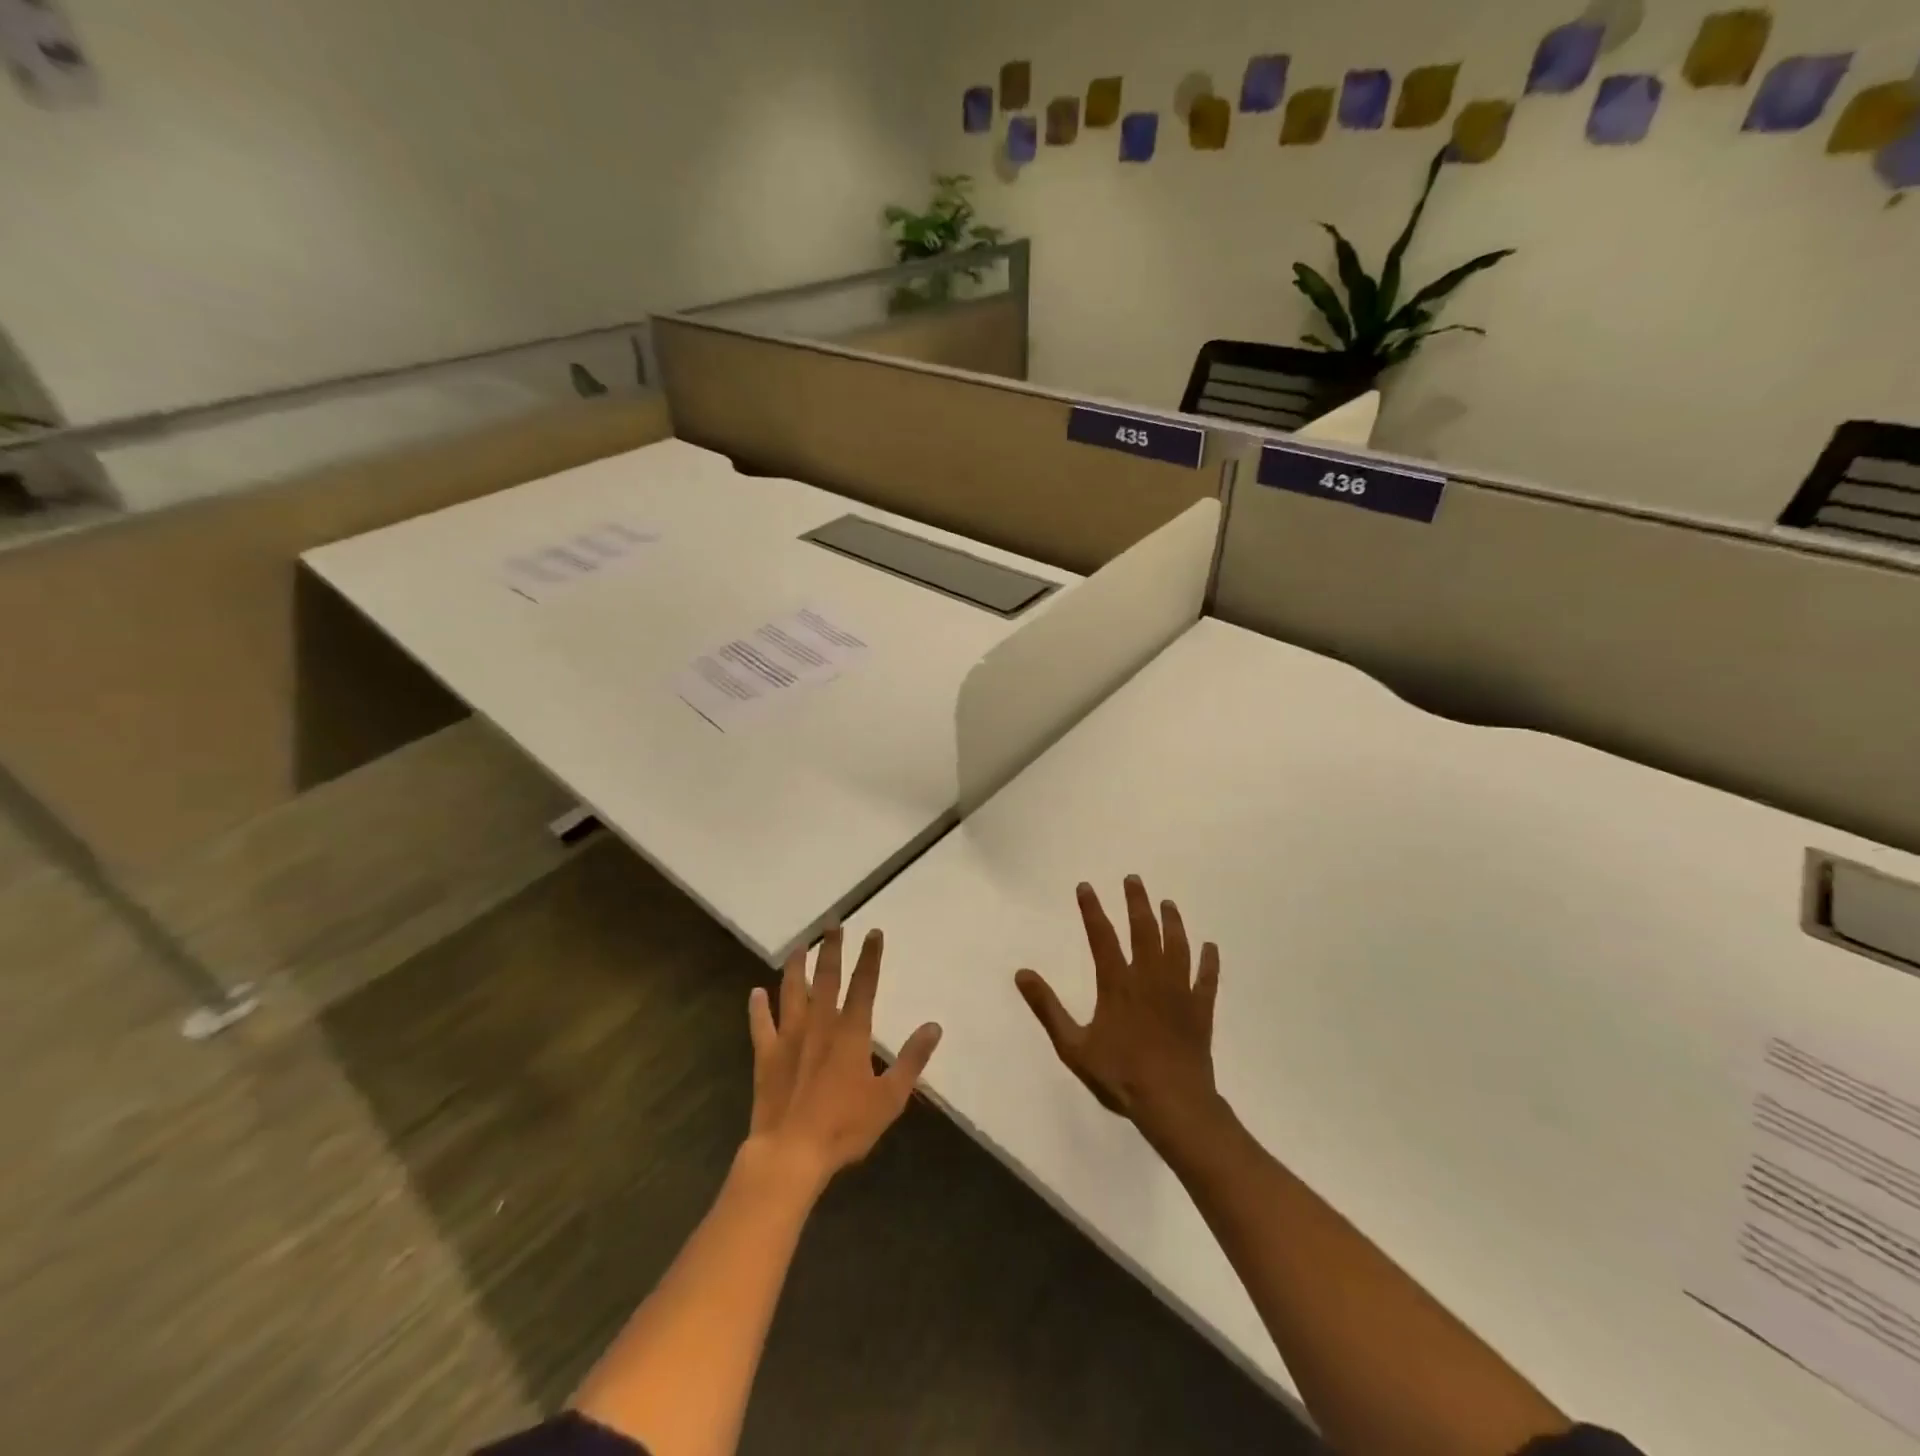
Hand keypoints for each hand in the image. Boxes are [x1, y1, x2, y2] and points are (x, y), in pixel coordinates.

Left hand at [746, 926, 941, 1186]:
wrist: (791, 1153)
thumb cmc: (845, 1126)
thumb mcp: (890, 1097)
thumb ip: (912, 1059)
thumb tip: (934, 1026)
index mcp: (851, 1033)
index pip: (864, 985)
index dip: (870, 958)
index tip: (873, 932)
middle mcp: (820, 1026)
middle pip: (827, 979)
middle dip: (831, 950)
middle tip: (832, 924)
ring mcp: (790, 1039)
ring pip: (792, 993)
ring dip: (796, 968)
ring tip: (799, 947)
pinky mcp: (766, 1057)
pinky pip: (761, 1026)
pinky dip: (758, 1008)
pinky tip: (756, 992)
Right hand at [1015, 876, 1220, 1132]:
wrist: (1173, 1103)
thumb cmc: (1120, 1075)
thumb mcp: (1073, 1046)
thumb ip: (1047, 1007)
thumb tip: (1022, 974)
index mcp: (1117, 984)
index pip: (1101, 936)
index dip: (1092, 909)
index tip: (1086, 886)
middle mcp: (1149, 978)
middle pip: (1144, 930)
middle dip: (1137, 902)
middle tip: (1134, 879)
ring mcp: (1179, 992)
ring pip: (1177, 947)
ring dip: (1172, 922)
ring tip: (1168, 903)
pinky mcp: (1200, 1010)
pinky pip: (1207, 979)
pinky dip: (1209, 961)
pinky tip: (1210, 947)